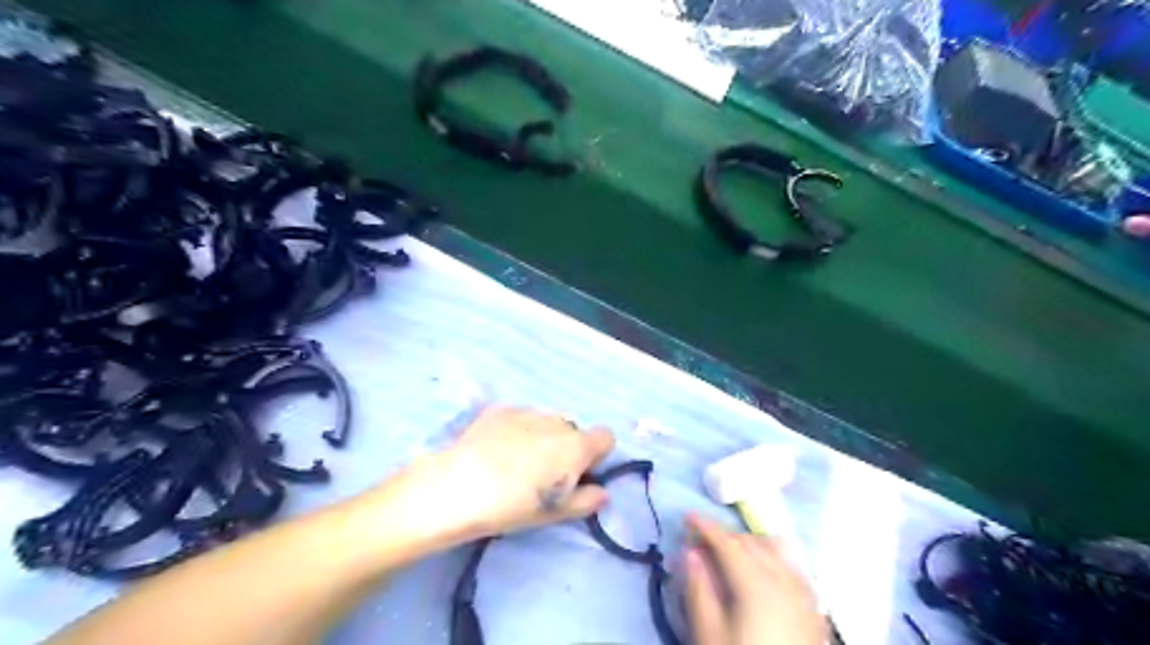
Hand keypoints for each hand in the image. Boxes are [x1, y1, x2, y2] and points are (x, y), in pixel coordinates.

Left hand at [373, 405, 615, 546]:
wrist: (458, 487)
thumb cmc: (513, 506)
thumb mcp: (555, 513)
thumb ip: (586, 500)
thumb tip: (603, 492)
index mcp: (577, 446)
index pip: (606, 438)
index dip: (595, 456)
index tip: (578, 474)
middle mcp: (558, 422)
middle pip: (574, 430)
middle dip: (566, 447)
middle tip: (543, 473)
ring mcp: (528, 411)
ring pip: (547, 422)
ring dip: (542, 437)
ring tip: (515, 461)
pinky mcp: (501, 410)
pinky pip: (520, 418)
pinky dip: (516, 430)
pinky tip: (495, 450)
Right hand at [680, 515, 827, 644]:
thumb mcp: (710, 635)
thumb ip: (699, 589)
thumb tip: (691, 552)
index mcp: (757, 583)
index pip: (728, 542)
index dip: (706, 526)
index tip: (687, 516)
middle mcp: (785, 579)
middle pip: (752, 542)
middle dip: (725, 534)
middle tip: (701, 539)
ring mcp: (804, 593)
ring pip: (776, 550)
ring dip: (750, 543)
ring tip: (730, 552)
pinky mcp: (814, 609)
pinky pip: (792, 567)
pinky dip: (772, 557)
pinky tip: (762, 571)